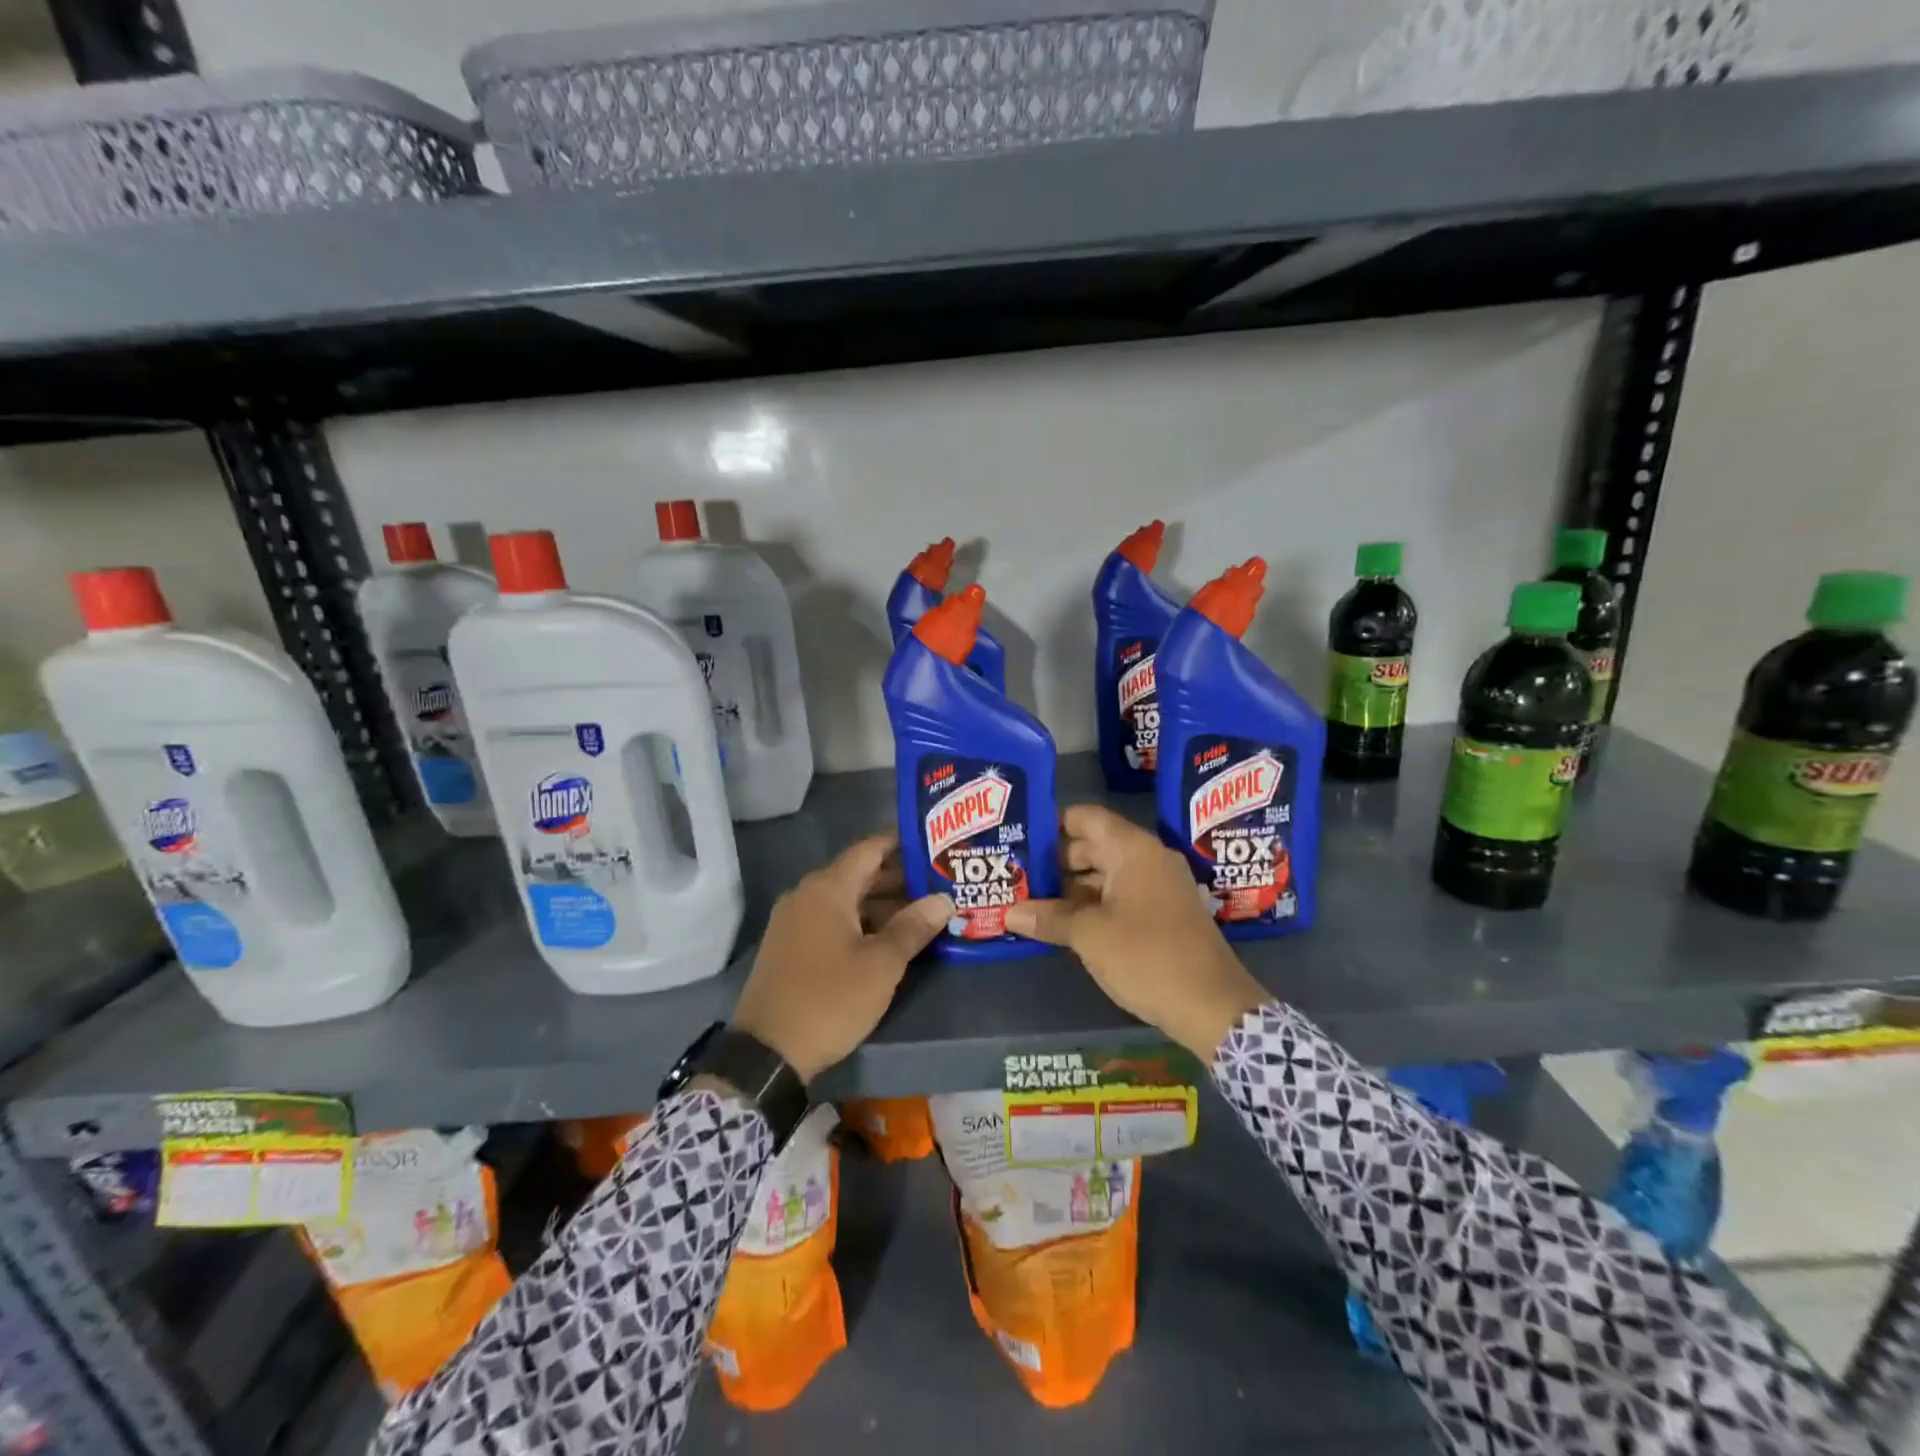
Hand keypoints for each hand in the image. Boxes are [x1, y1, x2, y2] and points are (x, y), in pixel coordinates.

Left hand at [731, 833, 952, 1082]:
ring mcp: (794, 921)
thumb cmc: (829, 1000)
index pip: (870, 848)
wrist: (766, 1053)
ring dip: (882, 904)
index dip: (902, 842)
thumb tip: (944, 899)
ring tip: (924, 912)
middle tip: (940, 882)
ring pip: (846, 899)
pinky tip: (888, 938)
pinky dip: (861, 921)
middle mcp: (806, 895)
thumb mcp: (881, 965)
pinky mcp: (790, 945)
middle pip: (859, 874)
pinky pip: (831, 919)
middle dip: (899, 877)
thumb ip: (913, 927)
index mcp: (827, 889)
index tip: (935, 843)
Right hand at [1004, 805, 1268, 1057]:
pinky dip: (1093, 905)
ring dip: (1072, 887)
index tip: (1020, 837)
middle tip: (1017, 875)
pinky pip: (1120, 896)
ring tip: (1031, 901)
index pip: (1085, 817)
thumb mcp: (1090, 936)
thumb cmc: (1148, 957)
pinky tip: (1064, 923)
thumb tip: (1010, 914)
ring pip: (1106, 874)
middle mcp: (1148, 858)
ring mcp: (1159, 886)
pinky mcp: (1164, 913)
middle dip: (1055, 861)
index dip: (1051, 823)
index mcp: (1133, 849)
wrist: (1214, 1006)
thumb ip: (1049, 918)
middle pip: (1093, 845)